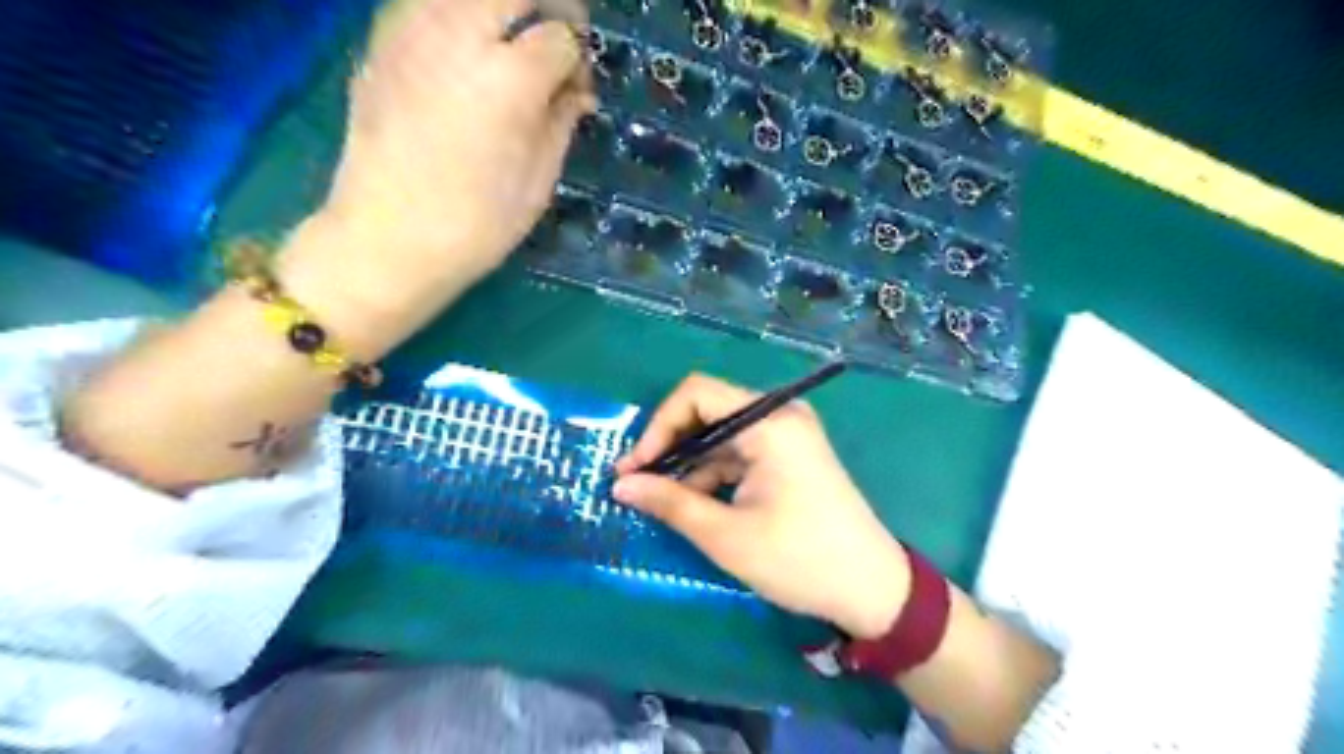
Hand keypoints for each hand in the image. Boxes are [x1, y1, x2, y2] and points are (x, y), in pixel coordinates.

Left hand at [278, 1, 590, 360]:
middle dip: (547, 10)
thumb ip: (561, 122)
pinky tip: (465, 58)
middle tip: (554, 44)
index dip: (578, 61)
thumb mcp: (538, 182)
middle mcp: (459, 35)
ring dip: (500, 11)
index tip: (577, 91)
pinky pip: (429, 6)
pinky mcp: (380, 43)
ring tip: (510, 51)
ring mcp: (411, 31)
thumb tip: (577, 92)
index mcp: (509, 78)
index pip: (561, 37)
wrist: (385, 240)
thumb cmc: (475, 224)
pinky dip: (458, 19)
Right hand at [613, 375, 906, 637]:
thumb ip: (670, 503)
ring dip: (688, 464)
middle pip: (708, 411)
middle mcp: (779, 416)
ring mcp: (787, 436)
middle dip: (669, 446)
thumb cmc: (799, 560)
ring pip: (720, 436)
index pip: (697, 394)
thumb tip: (621, 485)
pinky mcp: (788, 457)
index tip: (635, 468)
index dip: (658, 426)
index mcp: (770, 422)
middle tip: (636, 483)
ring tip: (658, 500)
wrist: (871, 590)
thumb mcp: (726, 535)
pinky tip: (691, 502)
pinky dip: (712, 473)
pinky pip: (739, 453)